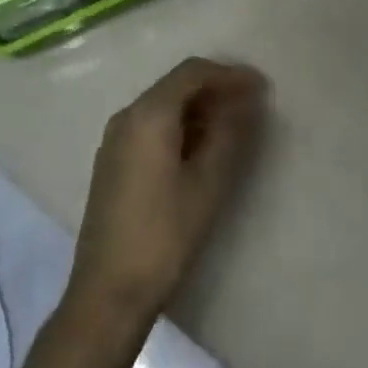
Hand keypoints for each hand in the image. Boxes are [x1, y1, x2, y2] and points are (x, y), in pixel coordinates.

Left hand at [68, 58, 266, 322]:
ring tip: (232, 127)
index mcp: (148, 114)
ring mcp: (115, 139)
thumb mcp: (207, 185)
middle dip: (214, 89)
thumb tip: (245, 102)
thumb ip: (229, 136)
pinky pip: (150, 126)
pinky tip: (200, 149)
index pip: (192, 73)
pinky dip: (179, 126)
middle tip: (251, 105)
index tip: (260, 87)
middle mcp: (127, 116)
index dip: (229, 74)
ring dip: (198, 109)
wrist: (107, 295)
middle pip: (175, 85)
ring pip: (162, 106)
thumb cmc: (163, 237)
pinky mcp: (112, 162)